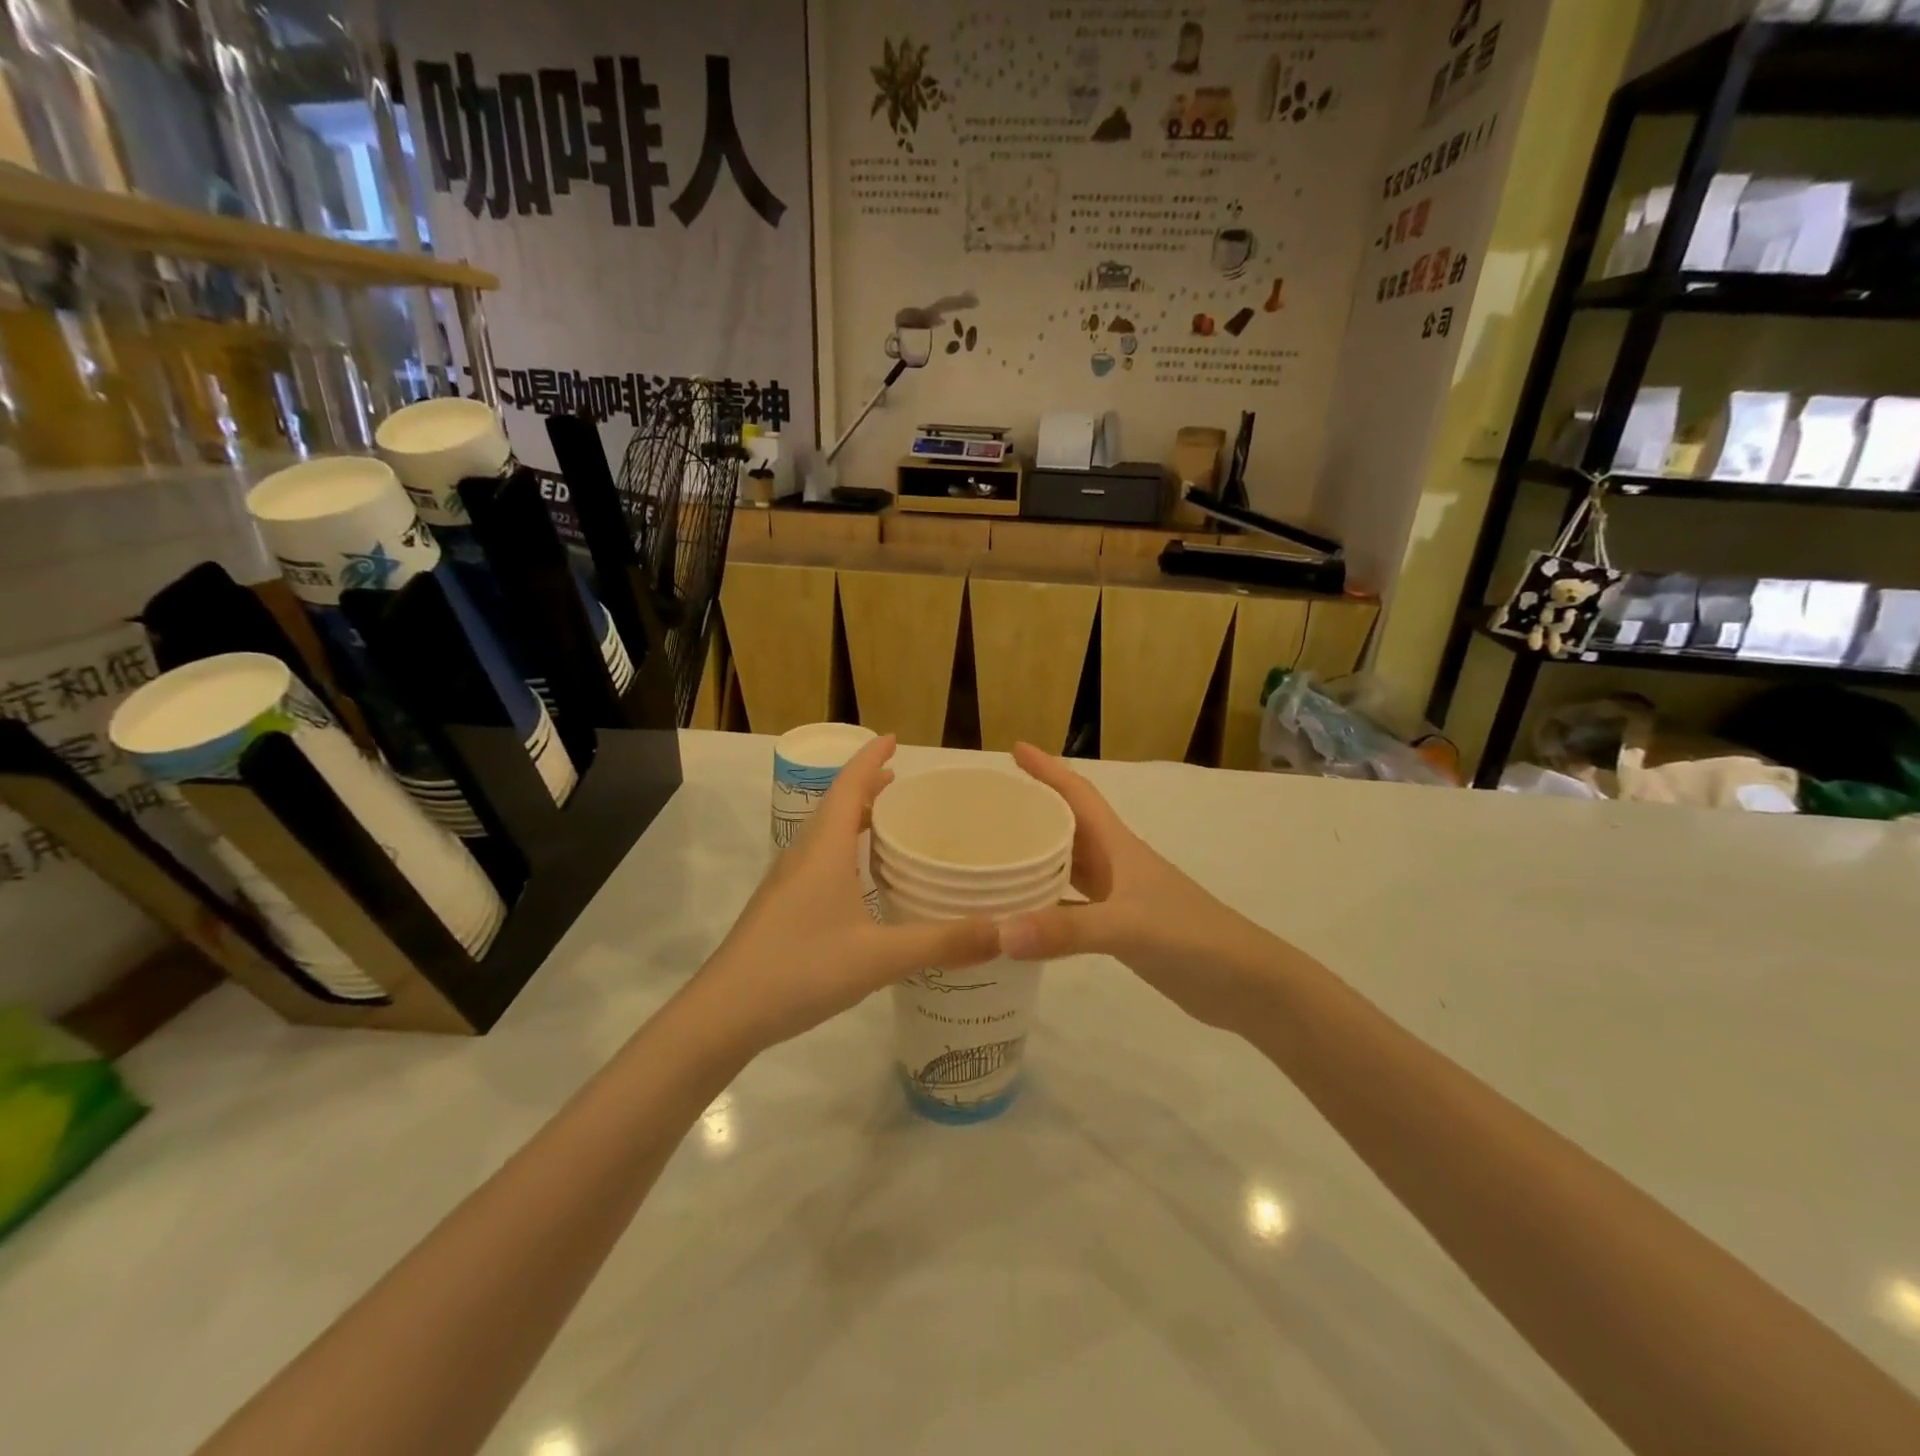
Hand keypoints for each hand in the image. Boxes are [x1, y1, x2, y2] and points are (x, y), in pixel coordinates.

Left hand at [683, 736, 999, 1055]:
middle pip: (837, 805)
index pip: (848, 785)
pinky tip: (863, 884)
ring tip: (889, 824)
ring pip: (826, 835)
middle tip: (904, 784)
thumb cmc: (800, 969)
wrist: (723, 1014)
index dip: (871, 759)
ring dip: (856, 819)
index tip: (894, 739)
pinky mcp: (782, 908)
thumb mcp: (879, 957)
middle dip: (868, 787)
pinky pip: (820, 861)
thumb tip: (1003, 931)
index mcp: (824, 849)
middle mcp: (803, 855)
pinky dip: (846, 852)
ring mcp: (787, 883)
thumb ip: (941, 943)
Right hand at [996, 744, 1266, 1029]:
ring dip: (1035, 857)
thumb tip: (999, 932)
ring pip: (1067, 866)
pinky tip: (1020, 917)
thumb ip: (1067, 930)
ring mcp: (1119, 898)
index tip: (1015, 748)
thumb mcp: (1129, 928)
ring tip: (994, 855)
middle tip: (987, 806)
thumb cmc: (1193, 937)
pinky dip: (1044, 907)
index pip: (1078, 794)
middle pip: (1067, 826)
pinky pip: (1071, 907)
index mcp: (1119, 846)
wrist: (1247, 985)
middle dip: (1032, 809)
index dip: (1048, 769)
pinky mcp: (1120, 929)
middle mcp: (1115, 864)